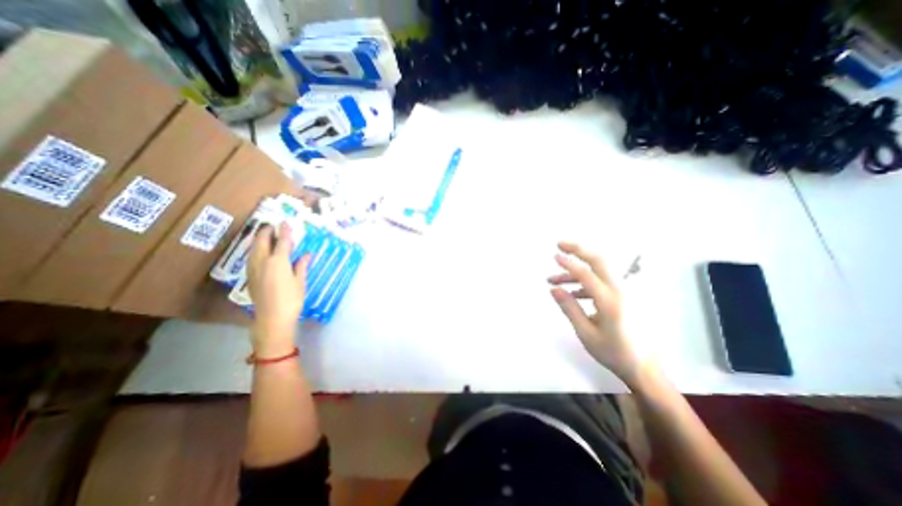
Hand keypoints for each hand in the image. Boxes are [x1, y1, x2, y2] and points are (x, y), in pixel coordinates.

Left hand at [245, 223, 309, 354]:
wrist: (272, 319)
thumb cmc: (291, 300)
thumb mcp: (300, 282)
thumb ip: (301, 265)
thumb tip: (306, 254)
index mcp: (278, 262)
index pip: (282, 242)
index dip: (285, 231)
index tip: (286, 222)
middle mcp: (263, 262)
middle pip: (262, 242)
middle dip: (267, 231)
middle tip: (272, 225)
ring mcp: (254, 269)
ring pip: (254, 249)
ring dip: (259, 240)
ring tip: (265, 234)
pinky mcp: (250, 277)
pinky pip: (251, 257)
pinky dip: (256, 250)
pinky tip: (260, 252)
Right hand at [546, 240, 644, 381]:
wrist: (645, 369)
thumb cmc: (614, 353)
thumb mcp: (586, 333)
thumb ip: (570, 308)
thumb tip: (553, 289)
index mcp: (610, 301)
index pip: (586, 274)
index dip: (568, 263)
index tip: (554, 256)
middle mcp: (620, 291)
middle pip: (600, 260)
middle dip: (579, 249)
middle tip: (560, 244)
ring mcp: (625, 292)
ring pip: (599, 271)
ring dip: (577, 270)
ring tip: (554, 279)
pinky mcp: (625, 297)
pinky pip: (603, 281)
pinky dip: (585, 282)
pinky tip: (571, 292)